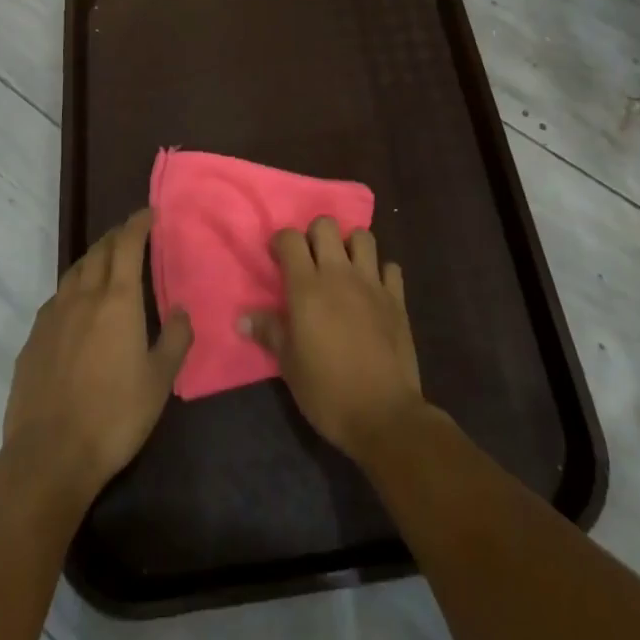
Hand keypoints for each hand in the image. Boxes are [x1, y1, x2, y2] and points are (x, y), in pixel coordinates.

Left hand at [2, 210, 191, 507]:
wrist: (49, 456)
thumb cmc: (114, 416)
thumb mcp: (160, 381)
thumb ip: (176, 339)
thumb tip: (182, 309)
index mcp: (118, 300)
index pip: (127, 245)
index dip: (138, 223)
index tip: (149, 213)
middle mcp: (83, 298)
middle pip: (99, 252)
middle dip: (116, 236)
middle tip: (131, 233)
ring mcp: (53, 317)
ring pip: (74, 272)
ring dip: (92, 259)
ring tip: (104, 262)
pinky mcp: (33, 341)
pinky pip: (56, 300)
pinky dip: (72, 289)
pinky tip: (75, 306)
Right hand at [241, 216, 427, 463]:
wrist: (383, 414)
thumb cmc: (327, 391)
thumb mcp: (289, 364)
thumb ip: (269, 332)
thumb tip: (242, 317)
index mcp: (307, 287)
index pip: (290, 239)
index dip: (281, 242)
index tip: (277, 258)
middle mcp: (339, 274)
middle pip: (326, 225)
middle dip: (314, 235)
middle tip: (310, 261)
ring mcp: (372, 283)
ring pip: (362, 236)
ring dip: (350, 246)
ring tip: (344, 268)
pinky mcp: (397, 298)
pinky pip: (390, 267)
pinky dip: (381, 272)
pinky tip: (374, 289)